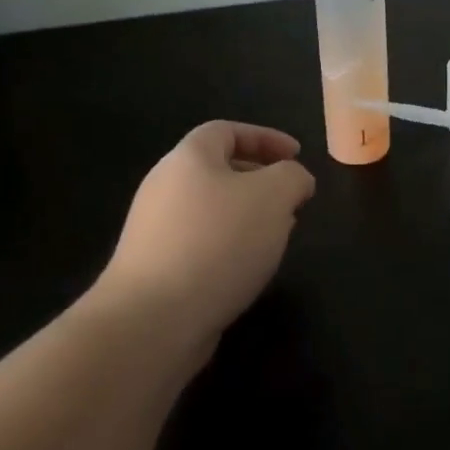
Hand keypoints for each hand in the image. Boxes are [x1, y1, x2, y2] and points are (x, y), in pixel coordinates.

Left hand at [92, 121, 315, 360]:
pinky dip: (228, 246)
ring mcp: (154, 229)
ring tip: (276, 237)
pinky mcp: (154, 267)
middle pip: (218, 169)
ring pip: (211, 209)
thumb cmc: (218, 242)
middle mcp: (164, 186)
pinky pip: (200, 242)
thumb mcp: (274, 196)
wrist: (151, 319)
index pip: (227, 131)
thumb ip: (293, 177)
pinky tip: (247, 269)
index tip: (298, 156)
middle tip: (291, 200)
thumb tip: (295, 180)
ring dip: (248, 216)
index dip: (266, 137)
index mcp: (188, 158)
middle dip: (261, 180)